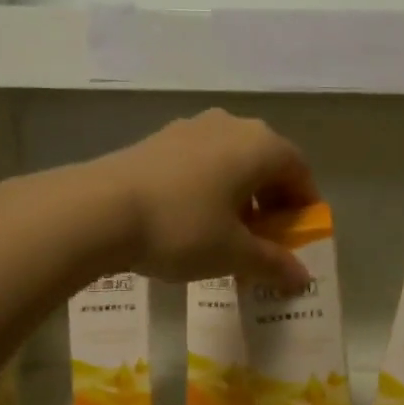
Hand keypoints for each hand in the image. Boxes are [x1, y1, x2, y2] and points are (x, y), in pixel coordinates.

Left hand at [97, 109, 317, 288]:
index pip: (299, 171)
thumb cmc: (182, 228)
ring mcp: (191, 127)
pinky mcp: (159, 139)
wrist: (99, 210)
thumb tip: (303, 279)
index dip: (304, 206)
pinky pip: (200, 162)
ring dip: (239, 196)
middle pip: (265, 163)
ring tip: (226, 235)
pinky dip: (209, 188)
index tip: (298, 238)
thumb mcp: (233, 253)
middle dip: (270, 203)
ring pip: (231, 162)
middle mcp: (230, 126)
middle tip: (263, 241)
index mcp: (260, 146)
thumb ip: (273, 263)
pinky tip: (191, 220)